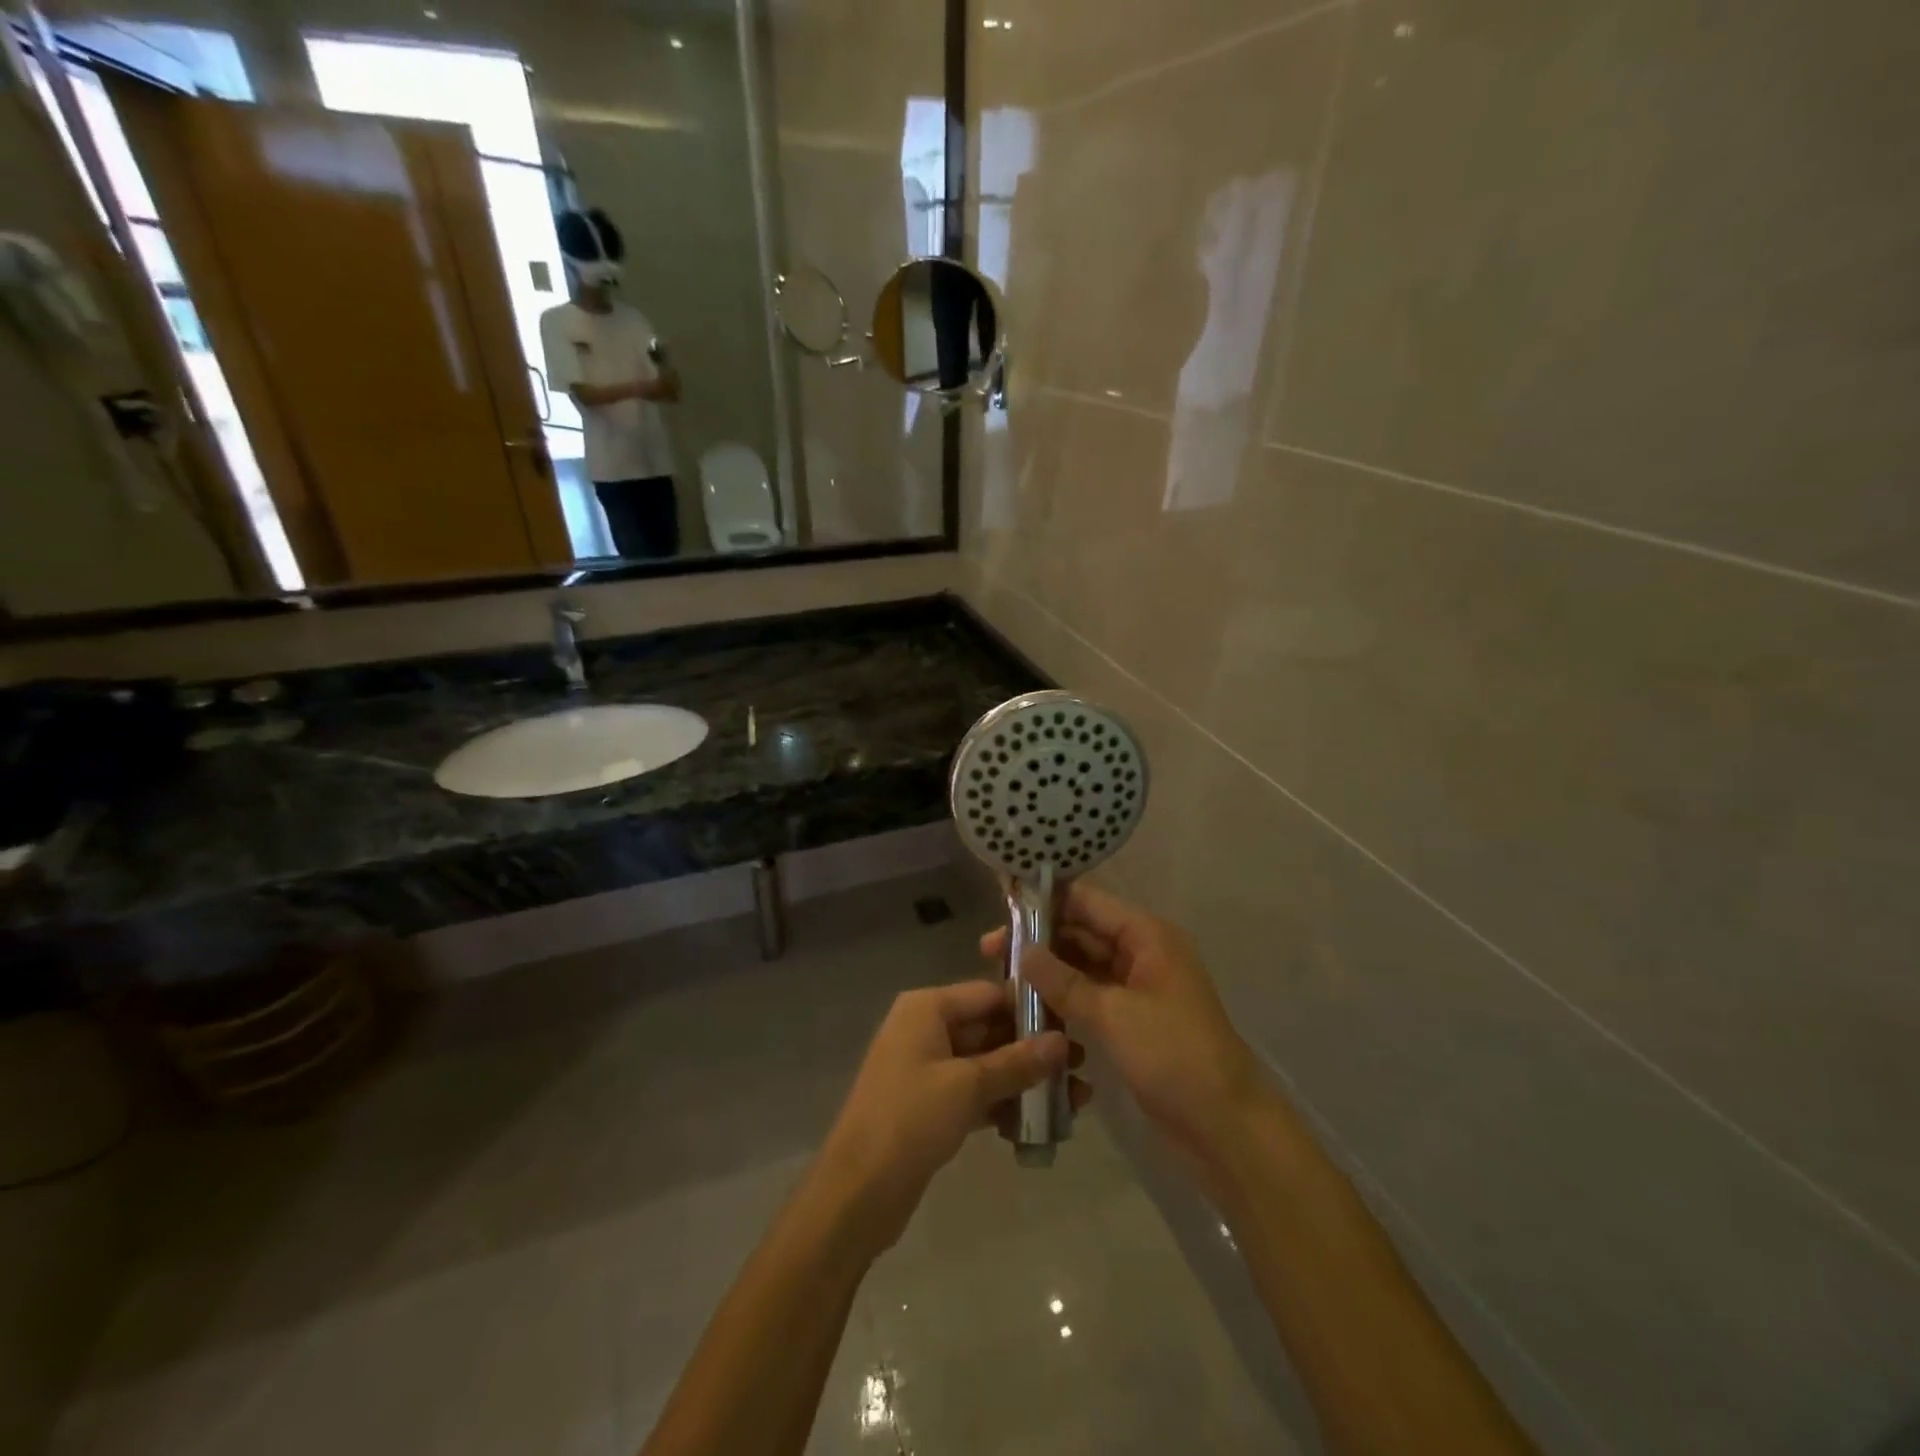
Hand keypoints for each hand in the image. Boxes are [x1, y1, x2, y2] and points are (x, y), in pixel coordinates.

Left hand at [813, 981, 1081, 1254]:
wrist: (857, 1193)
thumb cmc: (909, 1120)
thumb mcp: (967, 1086)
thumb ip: (1017, 1062)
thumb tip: (1063, 1042)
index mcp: (927, 1008)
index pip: (989, 993)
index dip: (1031, 1008)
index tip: (1075, 1024)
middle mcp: (926, 1029)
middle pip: (990, 1028)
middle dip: (1034, 1049)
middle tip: (1083, 1066)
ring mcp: (928, 1068)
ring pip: (987, 1064)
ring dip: (1026, 1080)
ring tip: (1077, 1099)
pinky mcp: (932, 1105)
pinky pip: (976, 1093)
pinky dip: (1005, 1103)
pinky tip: (1042, 1122)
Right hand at [982, 883, 1263, 1167]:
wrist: (1225, 1125)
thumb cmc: (1174, 1055)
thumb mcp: (1114, 1014)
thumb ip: (1064, 981)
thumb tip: (1022, 951)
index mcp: (1146, 935)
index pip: (1087, 901)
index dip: (1046, 900)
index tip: (1002, 904)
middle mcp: (1141, 952)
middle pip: (1082, 931)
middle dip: (1039, 940)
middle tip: (988, 952)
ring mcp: (1137, 986)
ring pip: (1083, 965)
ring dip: (1047, 970)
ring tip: (1001, 979)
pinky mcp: (1131, 1018)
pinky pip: (1090, 995)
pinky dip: (1063, 997)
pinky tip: (1029, 1007)